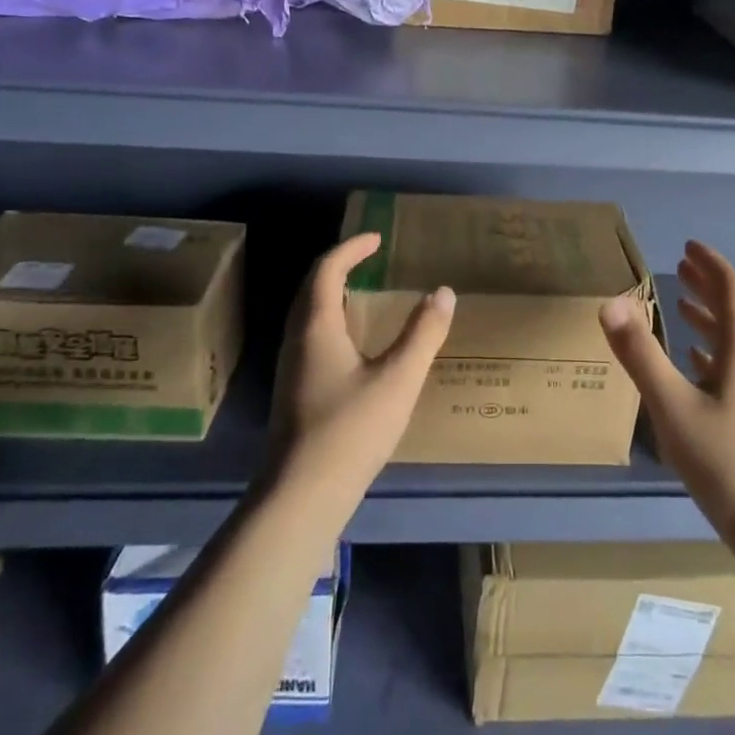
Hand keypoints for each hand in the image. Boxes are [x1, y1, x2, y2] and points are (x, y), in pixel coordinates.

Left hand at [267, 232, 454, 509]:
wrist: (301, 497)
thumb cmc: (351, 430)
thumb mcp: (399, 378)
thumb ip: (423, 333)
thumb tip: (443, 291)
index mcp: (317, 326)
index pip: (327, 269)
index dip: (351, 248)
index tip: (377, 238)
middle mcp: (298, 339)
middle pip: (311, 288)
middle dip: (339, 266)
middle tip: (369, 258)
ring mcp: (292, 368)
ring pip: (307, 314)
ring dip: (332, 294)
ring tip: (363, 292)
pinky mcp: (294, 391)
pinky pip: (311, 336)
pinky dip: (331, 320)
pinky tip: (353, 344)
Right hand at [600, 240, 734, 536]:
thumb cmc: (725, 462)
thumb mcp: (672, 406)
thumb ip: (640, 354)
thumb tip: (611, 302)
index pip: (732, 292)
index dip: (711, 265)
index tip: (688, 246)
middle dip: (707, 287)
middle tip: (680, 266)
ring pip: (734, 343)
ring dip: (709, 320)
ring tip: (682, 308)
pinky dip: (713, 354)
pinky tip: (697, 365)